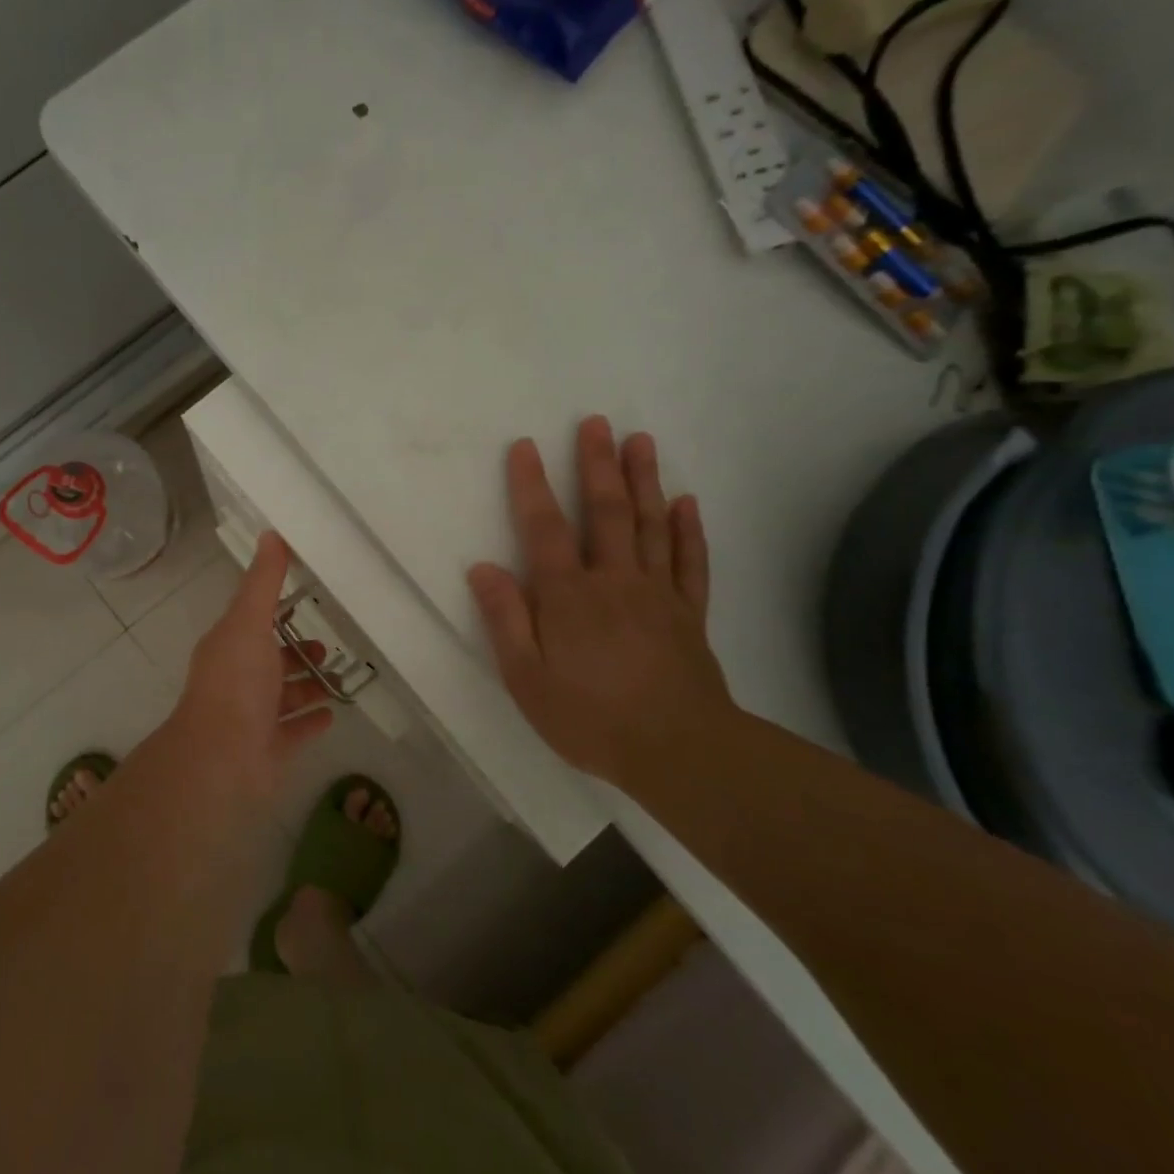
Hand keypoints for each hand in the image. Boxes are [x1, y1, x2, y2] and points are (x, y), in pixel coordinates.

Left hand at [163, 532, 334, 796]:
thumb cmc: (235, 683)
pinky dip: (311, 720)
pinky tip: (332, 713)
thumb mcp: (249, 622)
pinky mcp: (270, 748)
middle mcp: (239, 680)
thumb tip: (271, 534)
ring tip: (338, 677)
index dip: (277, 610)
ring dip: (308, 685)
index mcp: (230, 647)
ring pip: (284, 696)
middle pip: (271, 660)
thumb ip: (263, 582)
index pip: (254, 621)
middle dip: (297, 651)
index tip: (307, 598)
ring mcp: (253, 717)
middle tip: (328, 645)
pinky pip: (295, 731)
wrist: (222, 758)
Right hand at [467, 416, 732, 779]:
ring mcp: (657, 593)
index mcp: (568, 596)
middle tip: (596, 422)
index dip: (532, 485)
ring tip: (640, 441)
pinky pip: (690, 562)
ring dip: (644, 480)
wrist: (679, 751)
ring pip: (651, 525)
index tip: (525, 446)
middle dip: (597, 464)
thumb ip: (505, 619)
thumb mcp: (526, 678)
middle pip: (606, 512)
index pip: (545, 528)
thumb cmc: (590, 717)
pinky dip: (689, 529)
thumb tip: (482, 568)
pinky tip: (686, 502)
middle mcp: (614, 581)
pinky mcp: (689, 613)